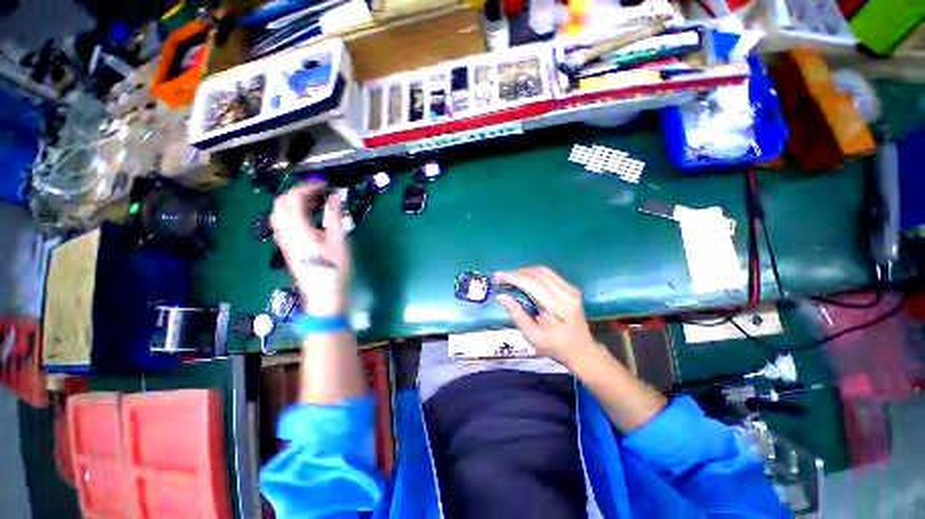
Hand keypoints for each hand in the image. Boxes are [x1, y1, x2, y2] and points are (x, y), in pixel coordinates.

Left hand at [270, 182, 349, 315]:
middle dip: (297, 192)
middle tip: (318, 193)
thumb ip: (335, 217)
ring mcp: (284, 241)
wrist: (323, 294)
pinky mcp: (287, 248)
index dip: (307, 187)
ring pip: (277, 213)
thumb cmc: (334, 269)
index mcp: (299, 229)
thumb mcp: (339, 242)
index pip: (294, 198)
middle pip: (280, 203)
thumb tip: (335, 197)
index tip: (325, 185)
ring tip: (314, 203)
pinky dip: (291, 213)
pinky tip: (308, 218)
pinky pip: (281, 223)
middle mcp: (286, 232)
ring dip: (292, 202)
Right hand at [494, 267, 596, 366]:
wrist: (582, 350)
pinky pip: (549, 274)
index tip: (497, 277)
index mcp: (557, 307)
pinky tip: (524, 279)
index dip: (513, 277)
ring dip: (524, 271)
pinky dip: (534, 273)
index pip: (532, 284)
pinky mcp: (571, 288)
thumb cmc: (556, 347)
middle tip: (500, 278)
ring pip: (543, 271)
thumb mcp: (533, 336)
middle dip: (516, 273)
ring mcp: (570, 289)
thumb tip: (501, 296)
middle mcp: (566, 293)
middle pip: (537, 274)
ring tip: (510, 278)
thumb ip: (517, 315)